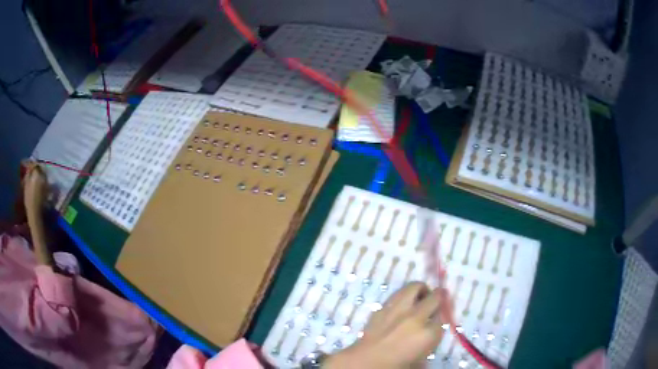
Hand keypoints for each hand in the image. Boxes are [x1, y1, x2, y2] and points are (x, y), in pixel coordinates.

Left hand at [323, 282, 450, 368]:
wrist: (364, 362)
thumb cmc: (395, 366)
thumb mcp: (420, 359)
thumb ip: (429, 341)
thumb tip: (431, 331)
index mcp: (429, 334)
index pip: (443, 318)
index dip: (442, 317)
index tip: (440, 318)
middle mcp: (416, 317)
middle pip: (435, 297)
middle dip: (439, 298)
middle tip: (437, 301)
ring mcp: (398, 310)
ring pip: (415, 287)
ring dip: (421, 290)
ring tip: (421, 296)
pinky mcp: (382, 308)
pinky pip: (397, 294)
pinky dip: (403, 296)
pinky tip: (402, 305)